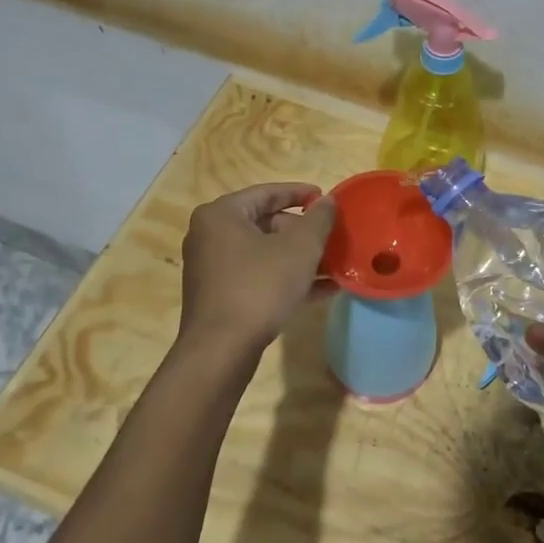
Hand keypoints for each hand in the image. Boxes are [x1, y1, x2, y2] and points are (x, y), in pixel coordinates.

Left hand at [179, 183, 336, 350]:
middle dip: (302, 231)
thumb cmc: (260, 287)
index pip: (266, 192)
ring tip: (333, 263)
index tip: (325, 197)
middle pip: (264, 223)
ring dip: (299, 257)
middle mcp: (210, 236)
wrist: (222, 349)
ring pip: (263, 253)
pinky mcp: (219, 295)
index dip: (300, 193)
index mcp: (221, 215)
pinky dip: (285, 277)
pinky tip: (321, 289)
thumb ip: (318, 219)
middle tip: (331, 237)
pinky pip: (258, 276)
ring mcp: (212, 268)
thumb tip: (328, 201)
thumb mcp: (300, 249)